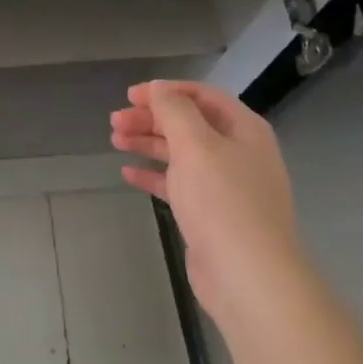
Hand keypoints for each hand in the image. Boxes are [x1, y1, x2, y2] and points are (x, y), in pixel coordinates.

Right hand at [111, 80, 303, 324]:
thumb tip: (159, 88)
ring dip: (149, 143)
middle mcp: (238, 152)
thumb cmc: (222, 201)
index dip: (165, 91)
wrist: (247, 275)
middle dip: (152, 118)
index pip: (202, 96)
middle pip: (189, 124)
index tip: (130, 95)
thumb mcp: (196, 145)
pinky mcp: (211, 214)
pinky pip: (179, 184)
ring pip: (181, 154)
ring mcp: (226, 185)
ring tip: (116, 140)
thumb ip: (174, 110)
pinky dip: (154, 175)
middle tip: (115, 121)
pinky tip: (128, 173)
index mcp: (243, 129)